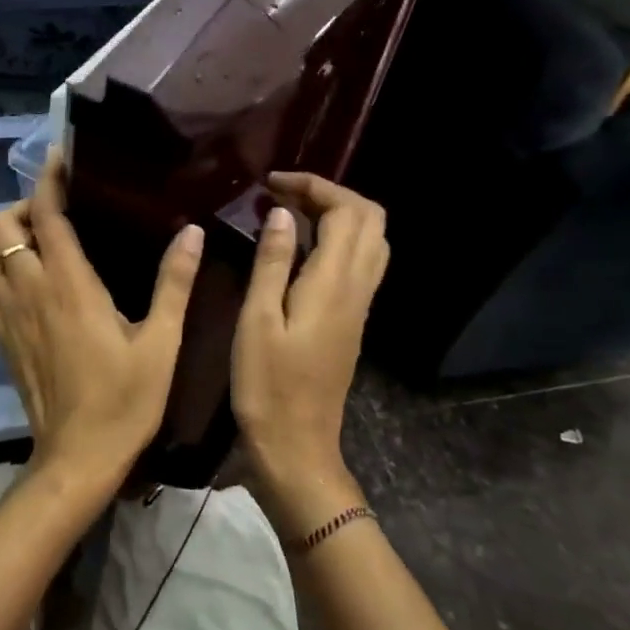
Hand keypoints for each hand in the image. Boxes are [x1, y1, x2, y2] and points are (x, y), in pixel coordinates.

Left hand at [0, 150, 204, 491]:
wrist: (78, 458)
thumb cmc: (125, 401)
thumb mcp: (162, 343)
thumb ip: (175, 284)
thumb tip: (192, 232)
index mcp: (69, 284)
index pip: (46, 214)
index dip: (49, 179)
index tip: (62, 159)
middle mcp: (29, 290)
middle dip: (22, 208)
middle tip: (56, 215)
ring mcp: (7, 316)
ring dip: (5, 240)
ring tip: (39, 245)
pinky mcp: (0, 340)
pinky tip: (26, 288)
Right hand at [232, 172, 389, 538]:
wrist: (297, 446)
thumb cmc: (267, 385)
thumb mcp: (257, 320)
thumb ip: (273, 262)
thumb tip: (281, 213)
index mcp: (334, 284)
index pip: (346, 211)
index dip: (314, 186)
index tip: (271, 184)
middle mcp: (357, 288)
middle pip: (370, 219)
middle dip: (331, 194)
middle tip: (284, 194)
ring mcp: (360, 306)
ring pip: (371, 241)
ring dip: (339, 215)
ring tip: (292, 214)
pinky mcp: (352, 321)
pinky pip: (361, 263)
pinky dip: (338, 239)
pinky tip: (301, 248)